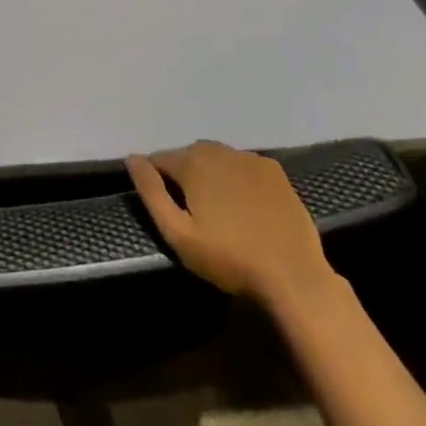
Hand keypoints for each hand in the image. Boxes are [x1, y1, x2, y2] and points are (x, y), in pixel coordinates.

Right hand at [126, 141, 338, 310]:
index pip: (159, 159)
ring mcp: (250, 158)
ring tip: (218, 211)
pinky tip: (245, 206)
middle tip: (191, 213)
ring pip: (216, 159)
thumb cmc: (229, 258)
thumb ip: (151, 192)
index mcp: (193, 162)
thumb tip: (132, 158)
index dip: (156, 181)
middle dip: (184, 177)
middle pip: (188, 156)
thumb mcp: (178, 233)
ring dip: (210, 175)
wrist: (293, 275)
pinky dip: (236, 178)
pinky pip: (243, 166)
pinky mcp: (274, 171)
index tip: (165, 208)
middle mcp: (219, 149)